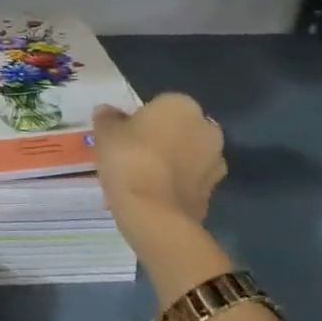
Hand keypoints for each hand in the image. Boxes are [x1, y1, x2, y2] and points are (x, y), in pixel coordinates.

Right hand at [93, 95, 230, 300]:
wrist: (155, 215)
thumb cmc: (129, 160)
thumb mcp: (106, 133)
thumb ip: (108, 118)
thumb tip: (108, 111)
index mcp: (181, 105)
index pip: (159, 105)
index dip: (140, 119)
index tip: (124, 135)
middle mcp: (206, 127)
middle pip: (178, 129)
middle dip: (161, 139)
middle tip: (132, 155)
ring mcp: (215, 161)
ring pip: (187, 155)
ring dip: (171, 162)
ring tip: (142, 178)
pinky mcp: (214, 191)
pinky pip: (190, 180)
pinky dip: (176, 184)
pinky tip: (153, 195)